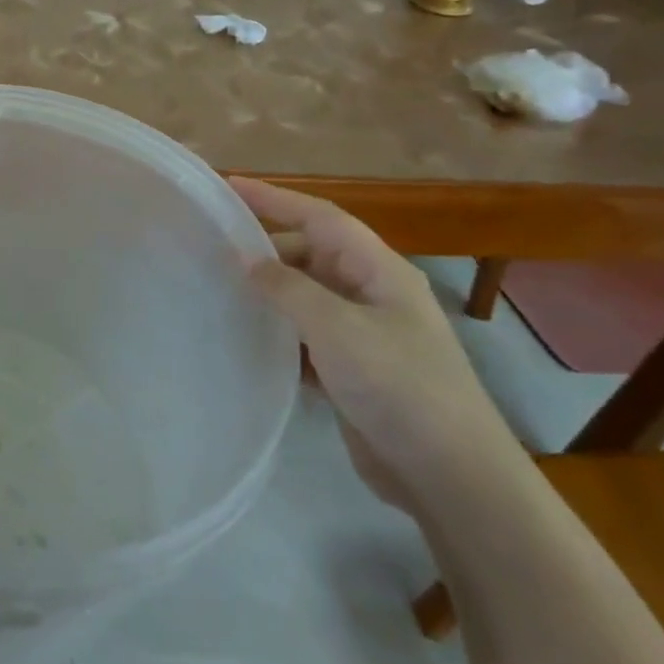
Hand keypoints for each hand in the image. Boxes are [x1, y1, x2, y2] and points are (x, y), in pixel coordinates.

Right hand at [229, 177, 524, 509]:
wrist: (451, 477)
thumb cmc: (399, 386)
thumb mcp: (337, 328)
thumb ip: (287, 288)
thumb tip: (246, 261)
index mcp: (379, 271)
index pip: (321, 218)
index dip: (274, 198)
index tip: (228, 186)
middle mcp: (372, 294)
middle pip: (310, 254)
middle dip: (264, 249)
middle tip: (212, 249)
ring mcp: (363, 334)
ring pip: (304, 297)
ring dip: (267, 293)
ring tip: (217, 290)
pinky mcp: (352, 370)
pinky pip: (304, 336)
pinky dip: (276, 332)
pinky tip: (244, 339)